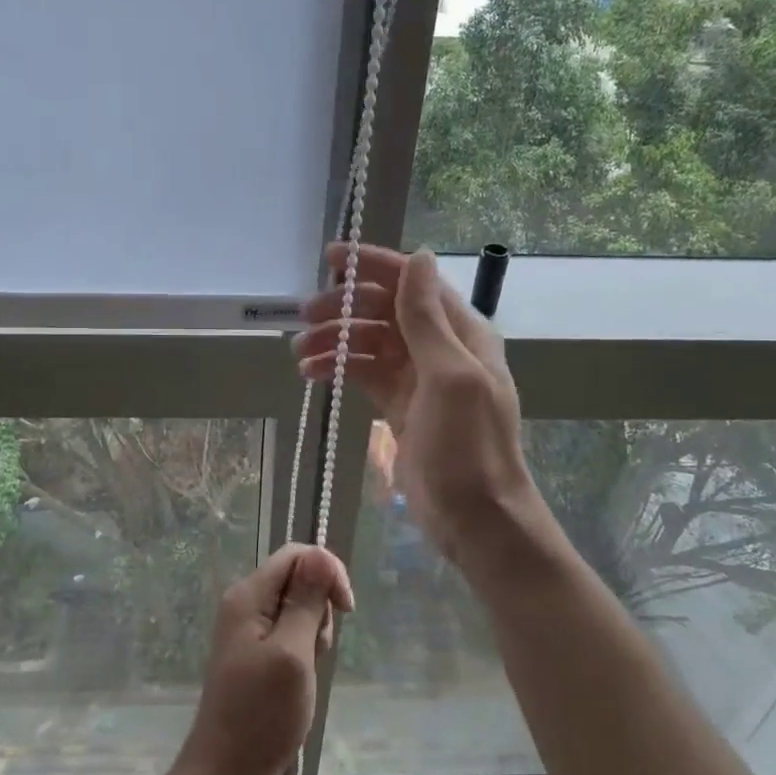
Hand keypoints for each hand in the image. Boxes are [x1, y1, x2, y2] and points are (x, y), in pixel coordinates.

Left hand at [173, 544, 354, 774]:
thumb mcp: (292, 654)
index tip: (346, 608)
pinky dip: (304, 649)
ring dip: (314, 632)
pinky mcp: (256, 651)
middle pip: (298, 579)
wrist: (226, 773)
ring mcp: (249, 629)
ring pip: (298, 607)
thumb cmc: (261, 715)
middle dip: (320, 608)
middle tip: (316, 650)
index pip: (296, 555)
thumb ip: (305, 602)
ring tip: (306, 670)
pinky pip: (290, 632)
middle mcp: (245, 603)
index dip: (327, 570)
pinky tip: (301, 678)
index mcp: (248, 595)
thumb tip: (321, 555)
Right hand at [295, 244, 534, 569]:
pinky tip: (311, 375)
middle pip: (385, 308)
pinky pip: (364, 373)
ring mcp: (418, 376)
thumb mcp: (450, 376)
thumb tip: (419, 256)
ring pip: (370, 341)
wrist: (476, 518)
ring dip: (335, 339)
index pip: (413, 281)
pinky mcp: (399, 404)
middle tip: (305, 315)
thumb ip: (427, 318)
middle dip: (345, 306)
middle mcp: (440, 346)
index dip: (374, 264)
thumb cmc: (467, 446)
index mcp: (461, 331)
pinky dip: (339, 368)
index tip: (331, 257)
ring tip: (299, 353)